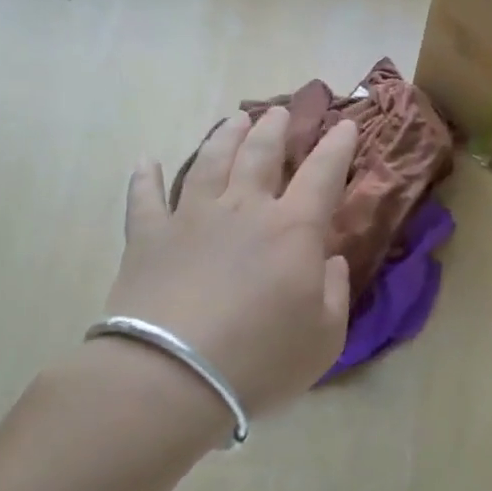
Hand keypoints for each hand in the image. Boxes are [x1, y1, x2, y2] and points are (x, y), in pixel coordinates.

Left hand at [105, 107, 355, 417]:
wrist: (172, 378)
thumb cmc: (261, 358)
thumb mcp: (325, 337)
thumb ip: (335, 291)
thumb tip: (329, 259)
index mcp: (294, 228)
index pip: (323, 173)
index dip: (338, 146)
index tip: (346, 124)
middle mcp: (244, 209)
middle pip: (261, 154)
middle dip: (276, 129)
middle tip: (281, 112)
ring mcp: (192, 218)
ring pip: (210, 162)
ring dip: (225, 137)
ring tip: (236, 120)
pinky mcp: (148, 238)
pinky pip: (145, 198)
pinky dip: (145, 178)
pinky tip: (145, 162)